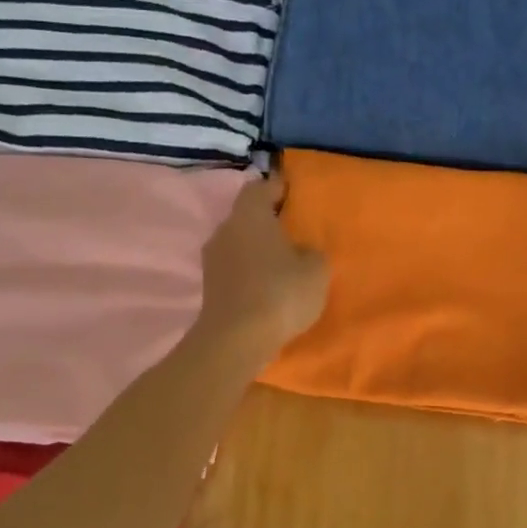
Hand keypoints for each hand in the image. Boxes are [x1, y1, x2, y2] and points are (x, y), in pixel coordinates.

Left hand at [197, 173, 329, 360]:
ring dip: (258, 250)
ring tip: (284, 264)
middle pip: (247, 216)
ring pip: (240, 243)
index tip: (295, 197)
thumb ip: (311, 252)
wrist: (236, 340)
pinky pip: (235, 269)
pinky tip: (269, 288)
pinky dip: (250, 273)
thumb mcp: (316, 269)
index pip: (260, 187)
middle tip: (294, 233)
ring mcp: (212, 259)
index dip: (278, 189)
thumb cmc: (280, 292)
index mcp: (249, 214)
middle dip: (268, 222)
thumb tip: (299, 251)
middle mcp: (225, 229)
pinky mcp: (210, 287)